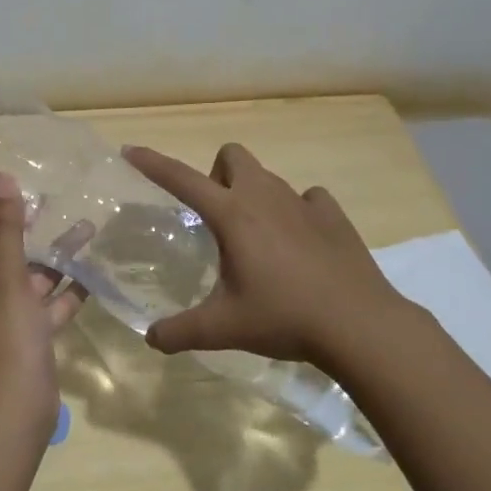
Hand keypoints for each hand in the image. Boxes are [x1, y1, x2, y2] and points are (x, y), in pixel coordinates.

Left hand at [0, 164, 85, 440]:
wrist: (17, 414)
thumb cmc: (5, 342)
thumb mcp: (7, 280)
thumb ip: (6, 230)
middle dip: (9, 222)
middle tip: (30, 195)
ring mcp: (4, 313)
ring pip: (26, 272)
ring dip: (50, 252)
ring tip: (82, 225)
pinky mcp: (29, 333)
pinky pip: (49, 301)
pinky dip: (67, 287)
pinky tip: (92, 270)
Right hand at [122, 142, 417, 374]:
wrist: (360, 324)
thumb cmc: (284, 317)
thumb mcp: (224, 328)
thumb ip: (181, 331)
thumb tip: (151, 338)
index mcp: (232, 215)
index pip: (182, 179)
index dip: (153, 163)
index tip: (131, 151)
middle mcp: (265, 197)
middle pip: (232, 156)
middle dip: (217, 175)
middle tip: (216, 218)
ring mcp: (303, 202)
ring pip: (268, 177)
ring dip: (253, 194)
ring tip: (256, 238)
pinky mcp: (334, 215)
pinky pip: (307, 198)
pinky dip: (296, 210)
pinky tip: (299, 242)